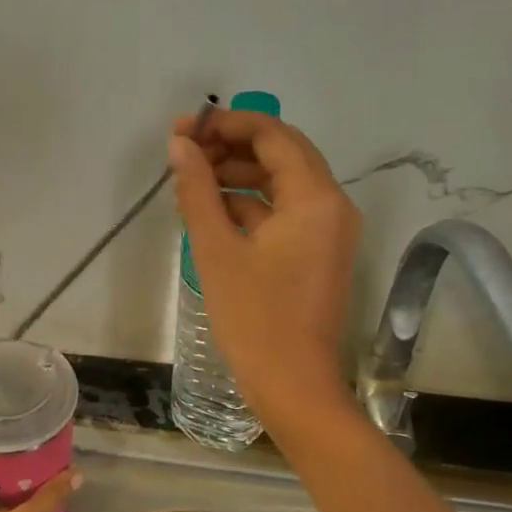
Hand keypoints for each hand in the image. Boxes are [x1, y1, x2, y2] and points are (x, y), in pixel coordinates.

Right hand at [168, 109, 361, 433]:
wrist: (294, 388)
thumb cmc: (255, 319)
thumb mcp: (217, 250)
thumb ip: (197, 190)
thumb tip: (179, 146)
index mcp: (316, 198)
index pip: (273, 136)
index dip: (226, 124)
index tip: (183, 128)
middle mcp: (332, 206)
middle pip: (281, 154)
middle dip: (231, 146)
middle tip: (183, 150)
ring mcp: (329, 232)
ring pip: (281, 183)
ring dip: (238, 175)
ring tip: (189, 180)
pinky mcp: (318, 254)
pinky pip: (284, 213)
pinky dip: (249, 205)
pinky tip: (210, 210)